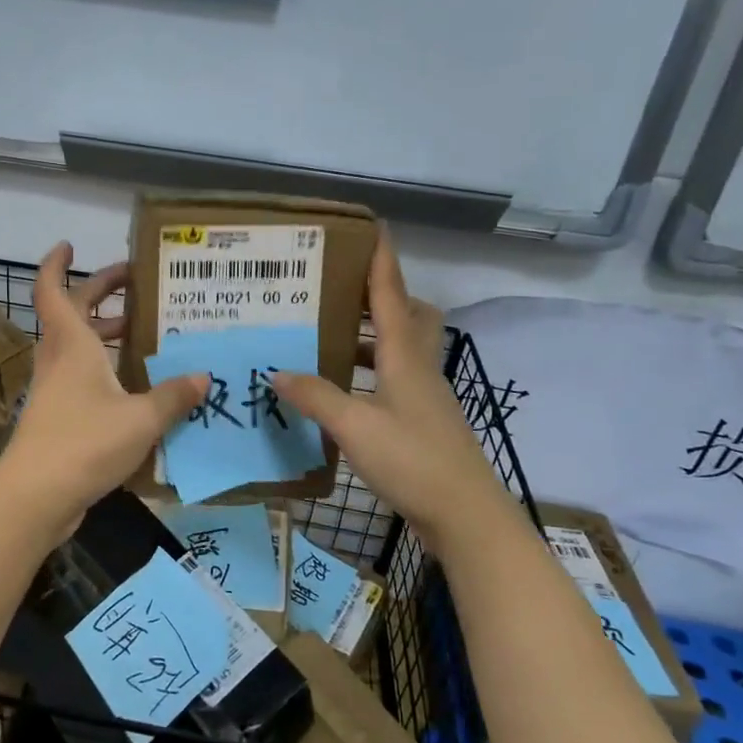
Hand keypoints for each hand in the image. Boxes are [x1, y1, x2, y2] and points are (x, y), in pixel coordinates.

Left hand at [0, 243, 208, 540]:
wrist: (35, 497)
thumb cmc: (84, 443)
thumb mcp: (140, 418)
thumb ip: (173, 396)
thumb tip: (203, 377)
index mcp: (72, 345)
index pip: (53, 290)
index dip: (56, 264)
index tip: (69, 245)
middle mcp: (59, 360)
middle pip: (71, 313)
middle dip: (99, 293)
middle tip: (133, 283)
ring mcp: (54, 390)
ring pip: (76, 347)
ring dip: (103, 332)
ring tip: (141, 331)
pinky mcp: (56, 417)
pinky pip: (81, 379)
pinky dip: (103, 369)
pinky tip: (134, 385)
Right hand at [272, 233, 491, 536]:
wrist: (465, 515)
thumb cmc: (412, 460)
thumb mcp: (355, 427)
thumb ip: (316, 396)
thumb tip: (277, 371)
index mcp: (404, 356)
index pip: (392, 294)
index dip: (381, 260)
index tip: (371, 227)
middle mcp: (418, 367)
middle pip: (408, 315)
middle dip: (380, 296)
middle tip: (340, 291)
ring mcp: (424, 396)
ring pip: (400, 348)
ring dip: (371, 336)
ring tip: (329, 336)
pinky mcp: (422, 422)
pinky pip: (394, 379)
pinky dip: (369, 372)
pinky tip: (342, 390)